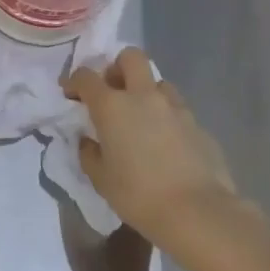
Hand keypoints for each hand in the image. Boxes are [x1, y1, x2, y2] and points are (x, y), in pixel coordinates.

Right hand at [68, 48, 241, 245]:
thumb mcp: (101, 179)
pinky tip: (167, 144)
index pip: (86, 76)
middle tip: (113, 91)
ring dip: (146, 93)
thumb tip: (88, 141)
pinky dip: (167, 118)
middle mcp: (143, 96)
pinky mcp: (198, 125)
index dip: (74, 81)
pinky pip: (178, 110)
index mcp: (112, 106)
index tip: (71, 94)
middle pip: (131, 57)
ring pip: (158, 83)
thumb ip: (89, 153)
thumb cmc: (139, 195)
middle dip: (118, 67)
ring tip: (142, 119)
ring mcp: (175, 108)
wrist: (198, 213)